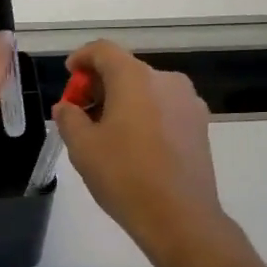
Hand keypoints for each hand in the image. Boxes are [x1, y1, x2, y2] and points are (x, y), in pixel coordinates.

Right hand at [54, 40, 226, 255]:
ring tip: (107, 133)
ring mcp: (188, 102)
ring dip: (124, 101)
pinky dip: (145, 115)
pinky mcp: (200, 125)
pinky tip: (134, 146)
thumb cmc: (124, 176)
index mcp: (135, 78)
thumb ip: (69, 118)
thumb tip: (67, 107)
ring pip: (147, 90)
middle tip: (82, 112)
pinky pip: (164, 108)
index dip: (82, 58)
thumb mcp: (83, 147)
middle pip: (126, 69)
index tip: (70, 75)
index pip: (103, 50)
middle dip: (101, 85)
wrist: (180, 216)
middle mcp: (166, 80)